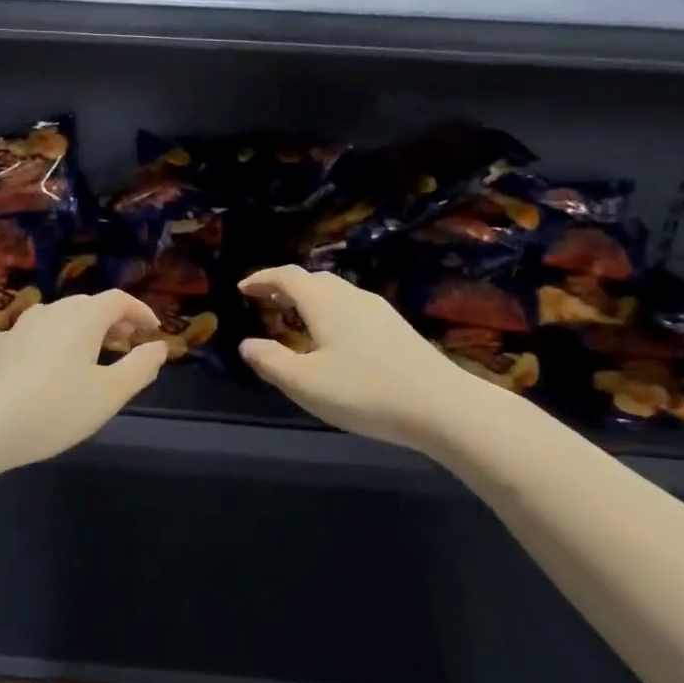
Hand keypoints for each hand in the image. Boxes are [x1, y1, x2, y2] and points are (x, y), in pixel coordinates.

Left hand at [0, 290, 168, 471]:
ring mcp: (20, 327)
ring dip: (83, 332)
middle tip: (127, 343)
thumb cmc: (54, 408)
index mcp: (82, 317)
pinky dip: (56, 344)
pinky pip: (37, 336)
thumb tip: (159, 347)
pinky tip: (50, 371)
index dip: (140, 311)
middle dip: (112, 321)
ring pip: (60, 319)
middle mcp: (51, 312)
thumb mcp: (108, 394)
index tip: (153, 330)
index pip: (118, 300)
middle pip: (88, 305)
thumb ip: (139, 367)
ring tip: (93, 358)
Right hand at [238, 265, 492, 451]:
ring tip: (296, 318)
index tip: (242, 288)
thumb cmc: (364, 392)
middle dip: (286, 287)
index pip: (287, 276)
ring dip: (311, 298)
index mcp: (324, 302)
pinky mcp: (397, 327)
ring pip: (336, 292)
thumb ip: (270, 361)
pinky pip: (353, 306)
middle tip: (266, 302)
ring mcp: (379, 310)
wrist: (441, 405)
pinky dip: (332, 310)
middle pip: (313, 279)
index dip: (262, 279)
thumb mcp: (305, 383)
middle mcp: (351, 296)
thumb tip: (247, 344)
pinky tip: (335, 337)